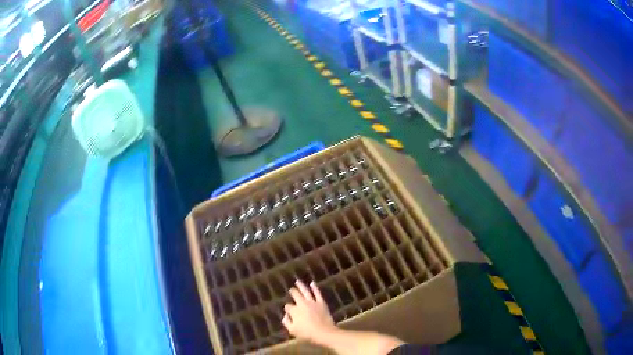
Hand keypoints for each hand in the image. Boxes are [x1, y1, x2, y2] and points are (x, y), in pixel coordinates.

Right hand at [282, 280, 335, 342]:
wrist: (324, 332)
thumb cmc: (307, 333)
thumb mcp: (292, 330)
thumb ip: (286, 322)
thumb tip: (285, 315)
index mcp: (294, 311)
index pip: (288, 306)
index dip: (287, 308)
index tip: (288, 311)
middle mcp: (302, 304)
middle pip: (295, 295)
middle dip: (292, 292)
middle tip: (291, 290)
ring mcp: (312, 302)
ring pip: (305, 291)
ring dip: (301, 286)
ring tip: (297, 281)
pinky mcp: (321, 303)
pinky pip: (317, 293)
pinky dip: (314, 287)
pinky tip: (312, 283)